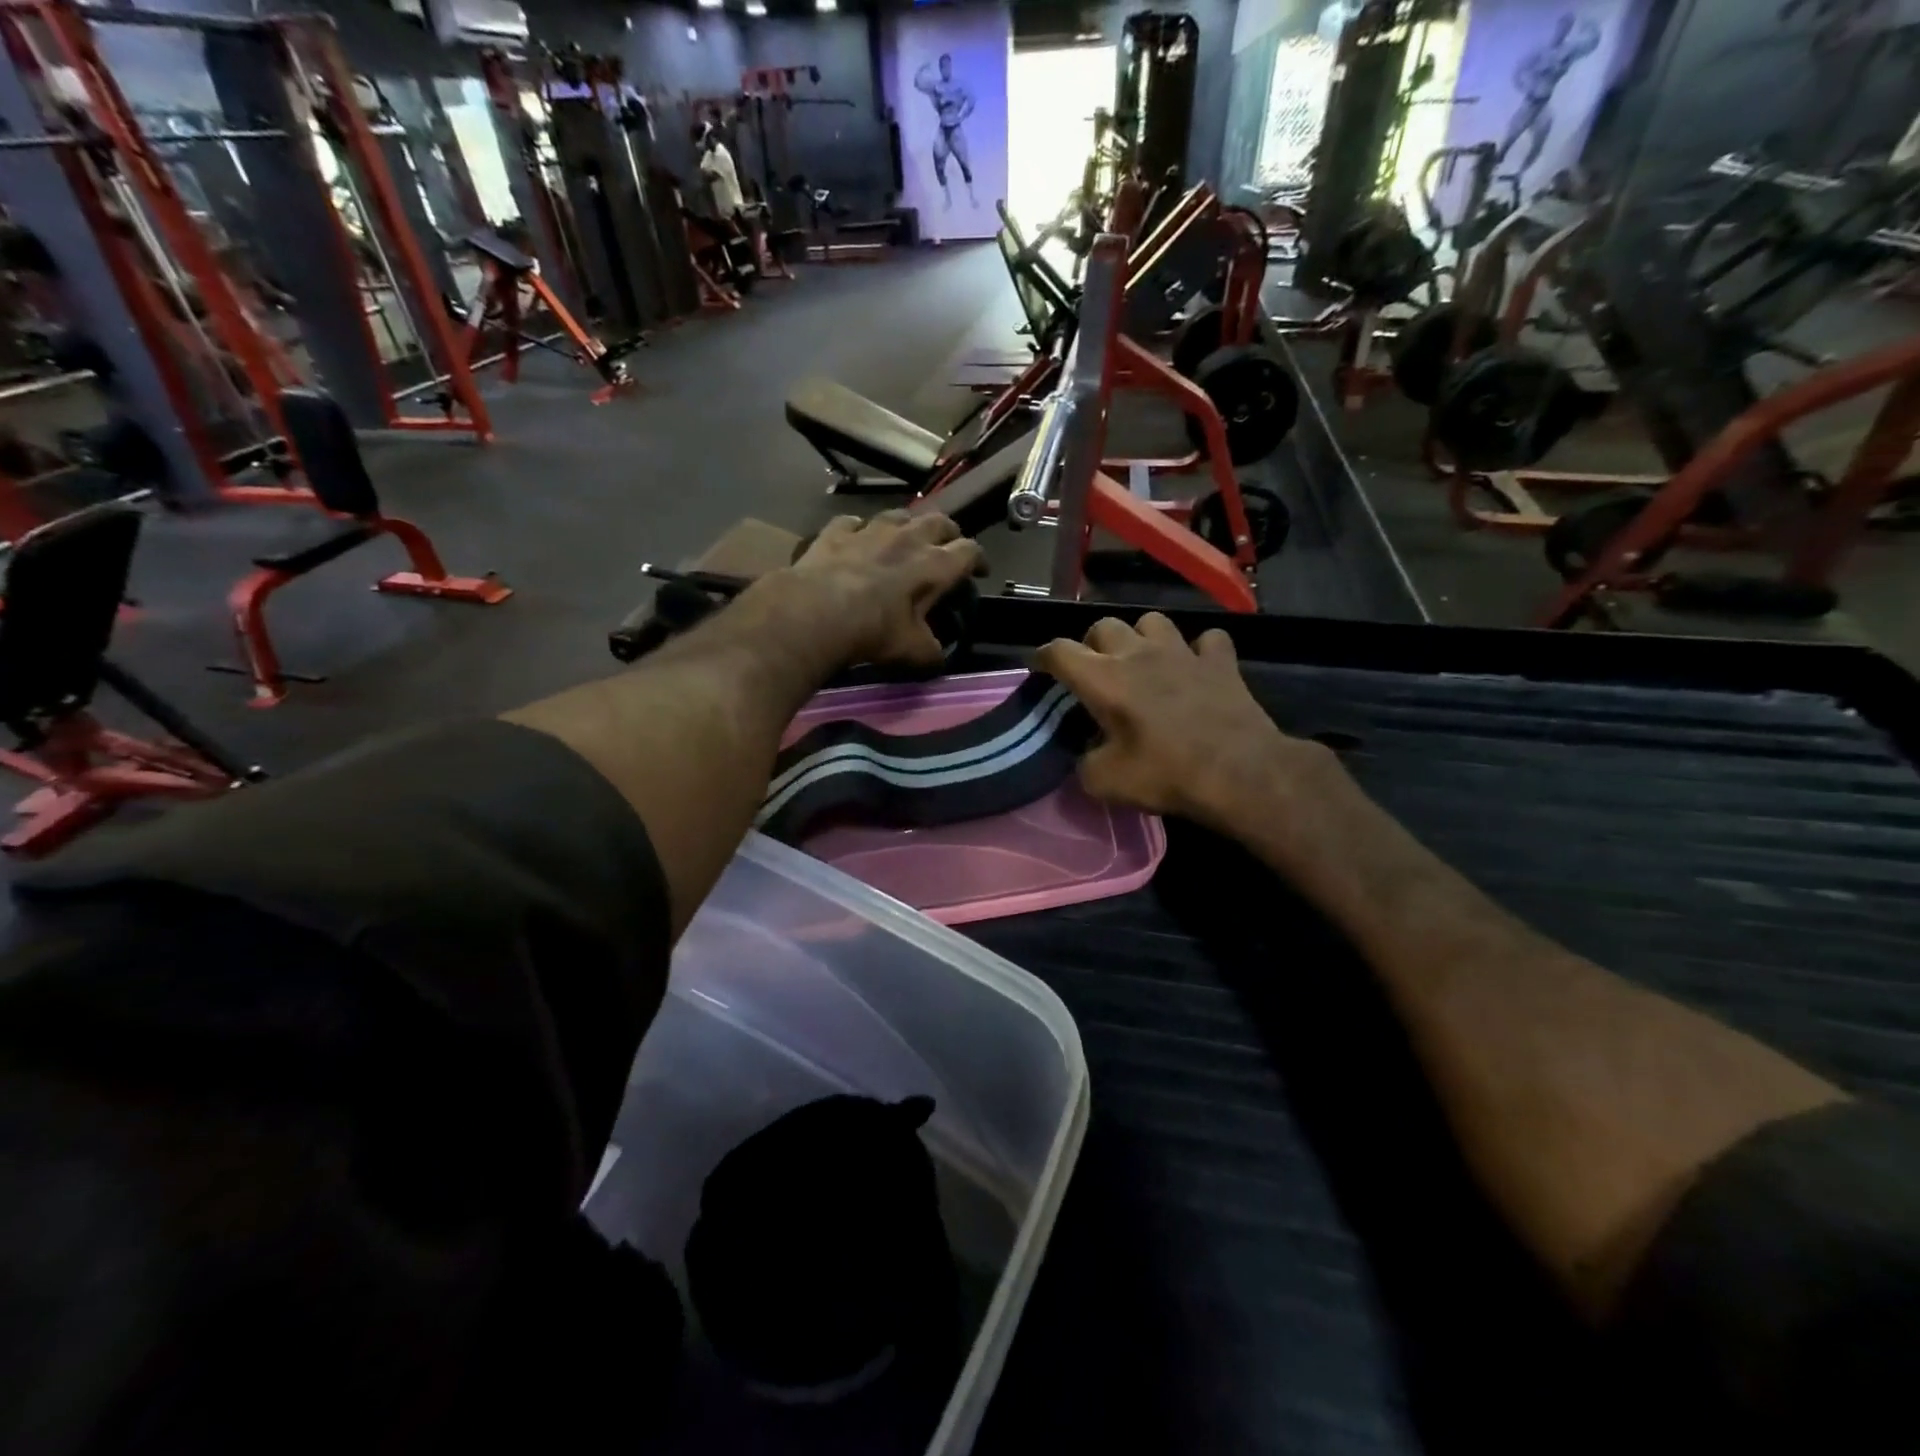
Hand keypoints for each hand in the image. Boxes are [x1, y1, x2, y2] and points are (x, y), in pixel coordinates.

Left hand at [784, 511, 983, 668]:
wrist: (816, 612)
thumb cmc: (874, 631)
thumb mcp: (912, 651)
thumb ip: (931, 652)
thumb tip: (938, 658)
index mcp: (934, 566)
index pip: (969, 551)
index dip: (978, 560)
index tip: (980, 571)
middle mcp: (906, 539)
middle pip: (938, 521)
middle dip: (949, 532)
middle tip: (949, 545)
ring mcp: (869, 530)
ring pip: (897, 514)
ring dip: (907, 524)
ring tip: (906, 536)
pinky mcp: (835, 532)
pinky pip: (852, 522)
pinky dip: (858, 529)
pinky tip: (855, 538)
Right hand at [1037, 613, 1334, 830]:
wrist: (1239, 772)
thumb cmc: (1166, 773)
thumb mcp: (1106, 782)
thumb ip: (1084, 764)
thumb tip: (1086, 757)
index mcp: (1104, 679)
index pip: (1059, 651)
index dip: (1043, 656)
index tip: (1040, 667)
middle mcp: (1138, 654)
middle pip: (1104, 625)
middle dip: (1093, 644)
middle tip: (1096, 670)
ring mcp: (1182, 652)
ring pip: (1152, 621)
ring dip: (1142, 637)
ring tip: (1144, 660)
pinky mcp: (1220, 661)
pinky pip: (1207, 640)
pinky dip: (1199, 650)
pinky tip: (1196, 667)